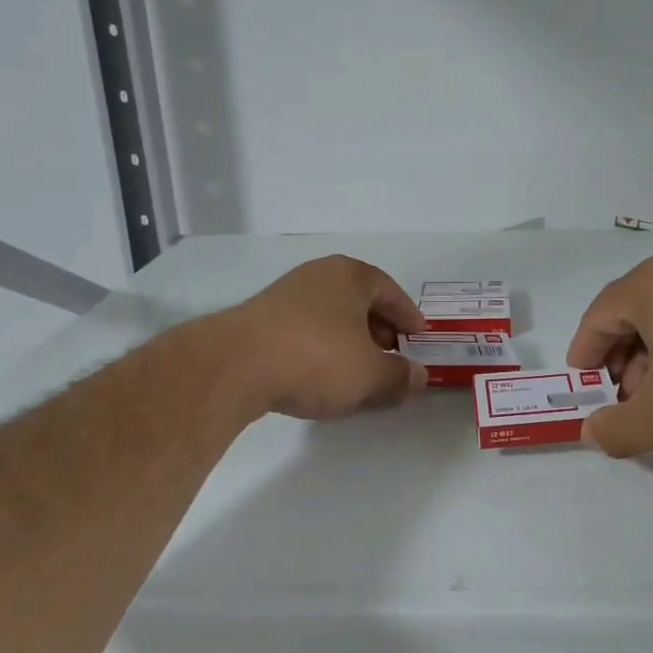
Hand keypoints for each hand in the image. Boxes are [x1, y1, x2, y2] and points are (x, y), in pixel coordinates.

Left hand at [220, 256, 428, 420]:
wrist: (234, 366)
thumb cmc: (317, 358)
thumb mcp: (370, 374)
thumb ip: (399, 375)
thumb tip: (418, 375)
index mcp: (350, 275)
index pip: (389, 290)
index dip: (407, 315)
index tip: (418, 336)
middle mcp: (317, 276)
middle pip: (358, 302)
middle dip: (379, 330)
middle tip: (391, 356)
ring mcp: (284, 296)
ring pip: (330, 317)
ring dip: (349, 342)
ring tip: (358, 371)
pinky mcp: (258, 321)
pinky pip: (304, 332)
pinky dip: (321, 350)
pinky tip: (321, 377)